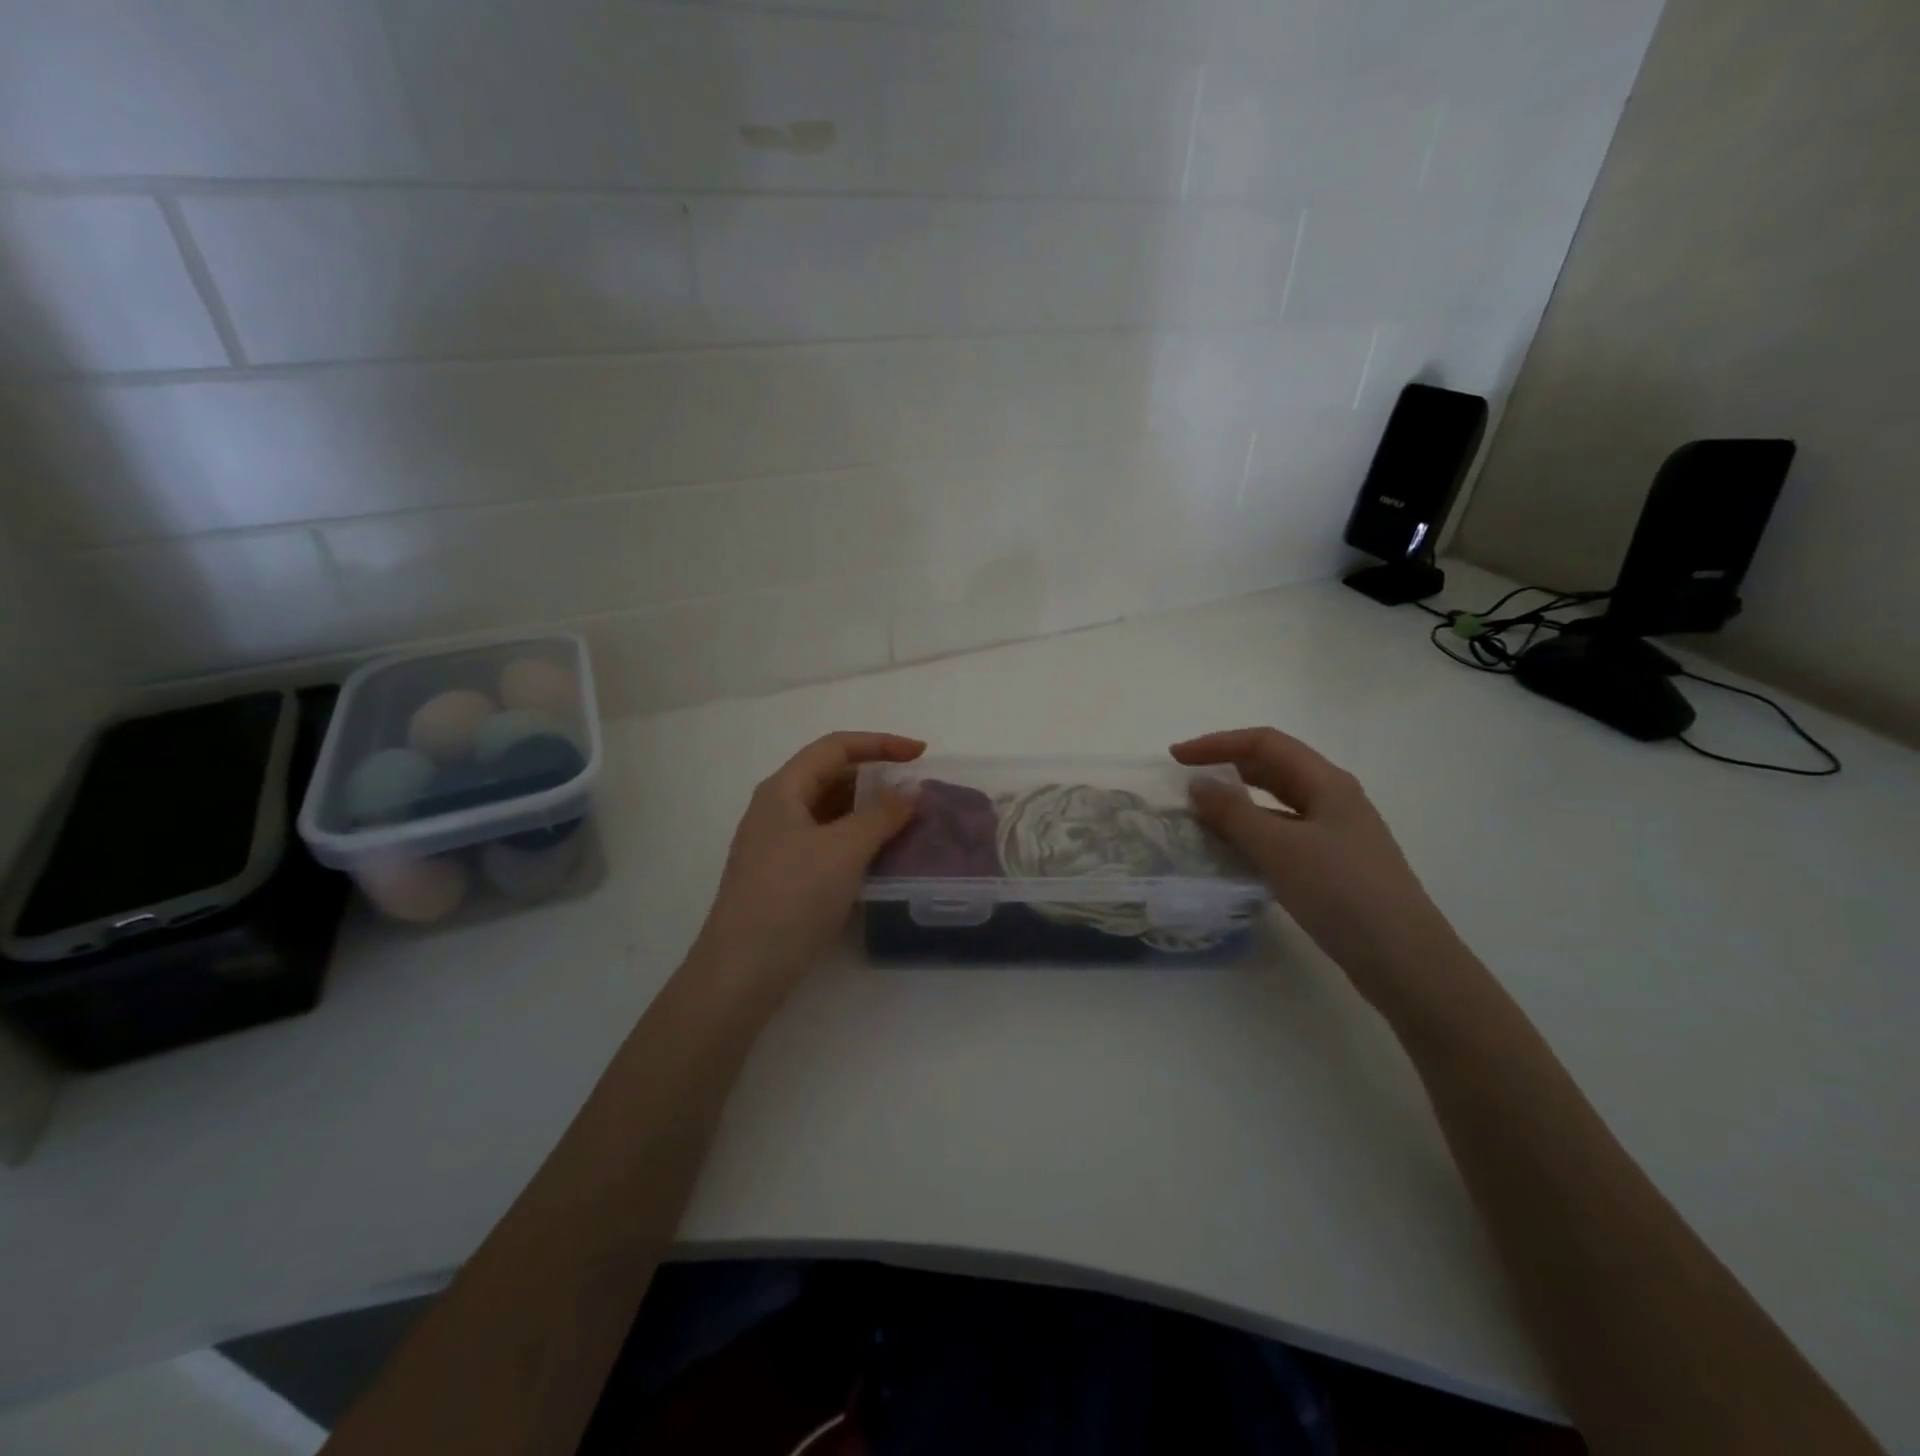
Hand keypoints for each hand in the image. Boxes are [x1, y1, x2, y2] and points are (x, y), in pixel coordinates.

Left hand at [691, 732, 923, 996]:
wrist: (743, 971)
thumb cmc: (792, 898)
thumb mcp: (844, 850)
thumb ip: (882, 814)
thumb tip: (912, 789)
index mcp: (783, 790)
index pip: (835, 748)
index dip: (880, 743)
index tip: (921, 754)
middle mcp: (777, 809)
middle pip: (831, 776)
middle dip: (875, 778)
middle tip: (916, 792)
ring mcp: (778, 844)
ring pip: (830, 812)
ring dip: (868, 811)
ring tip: (907, 822)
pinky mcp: (785, 876)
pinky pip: (827, 842)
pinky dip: (857, 840)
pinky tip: (881, 856)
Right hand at [1172, 727, 1464, 1009]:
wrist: (1404, 960)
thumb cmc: (1341, 891)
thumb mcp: (1279, 848)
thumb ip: (1233, 813)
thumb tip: (1198, 785)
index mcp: (1327, 782)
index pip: (1265, 743)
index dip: (1217, 743)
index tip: (1177, 758)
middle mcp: (1334, 800)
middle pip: (1274, 769)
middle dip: (1227, 769)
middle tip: (1186, 783)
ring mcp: (1336, 835)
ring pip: (1278, 805)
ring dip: (1238, 805)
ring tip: (1201, 818)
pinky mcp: (1333, 866)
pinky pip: (1284, 836)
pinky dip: (1253, 836)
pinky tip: (1232, 855)